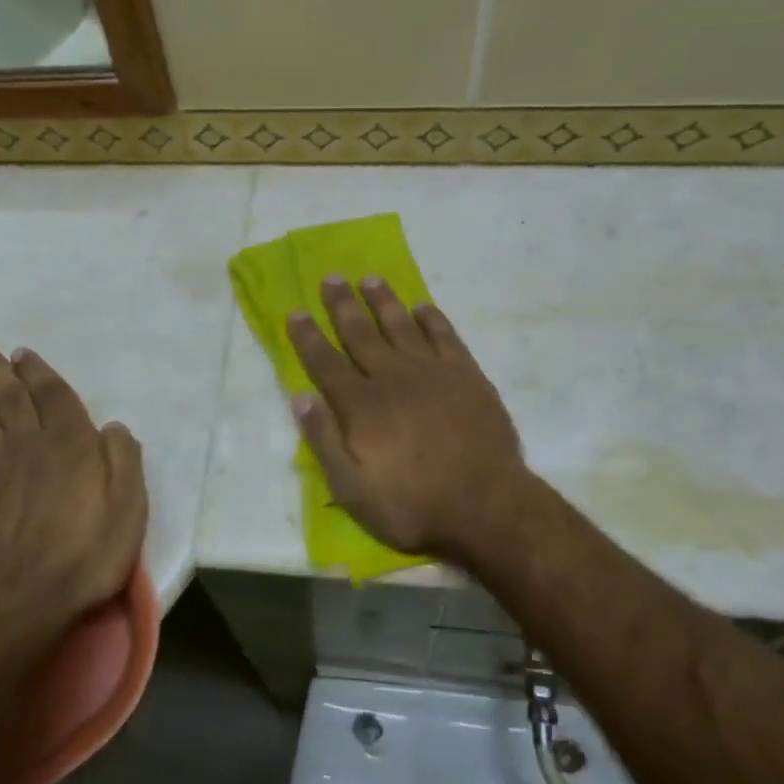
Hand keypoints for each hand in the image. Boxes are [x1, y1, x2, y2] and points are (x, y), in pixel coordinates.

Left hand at [0, 342, 146, 637]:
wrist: (18, 600)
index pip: (52, 395)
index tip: (21, 351)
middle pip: (9, 398)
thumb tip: (113, 427)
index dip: (37, 372)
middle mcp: (30, 445)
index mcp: (70, 443)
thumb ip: (124, 460)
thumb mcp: (128, 508)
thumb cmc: (84, 552)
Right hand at [286, 277, 526, 559]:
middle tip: (331, 278)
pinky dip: (432, 318)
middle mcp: (392, 377)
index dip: (308, 336)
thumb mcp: (352, 489)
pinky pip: (444, 336)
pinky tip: (422, 307)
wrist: (487, 505)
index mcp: (361, 405)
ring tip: (369, 279)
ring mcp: (432, 371)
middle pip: (360, 333)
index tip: (296, 312)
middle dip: (342, 304)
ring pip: (400, 325)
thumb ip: (324, 441)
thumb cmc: (413, 504)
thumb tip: (301, 397)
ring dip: (383, 301)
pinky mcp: (466, 374)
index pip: (325, 362)